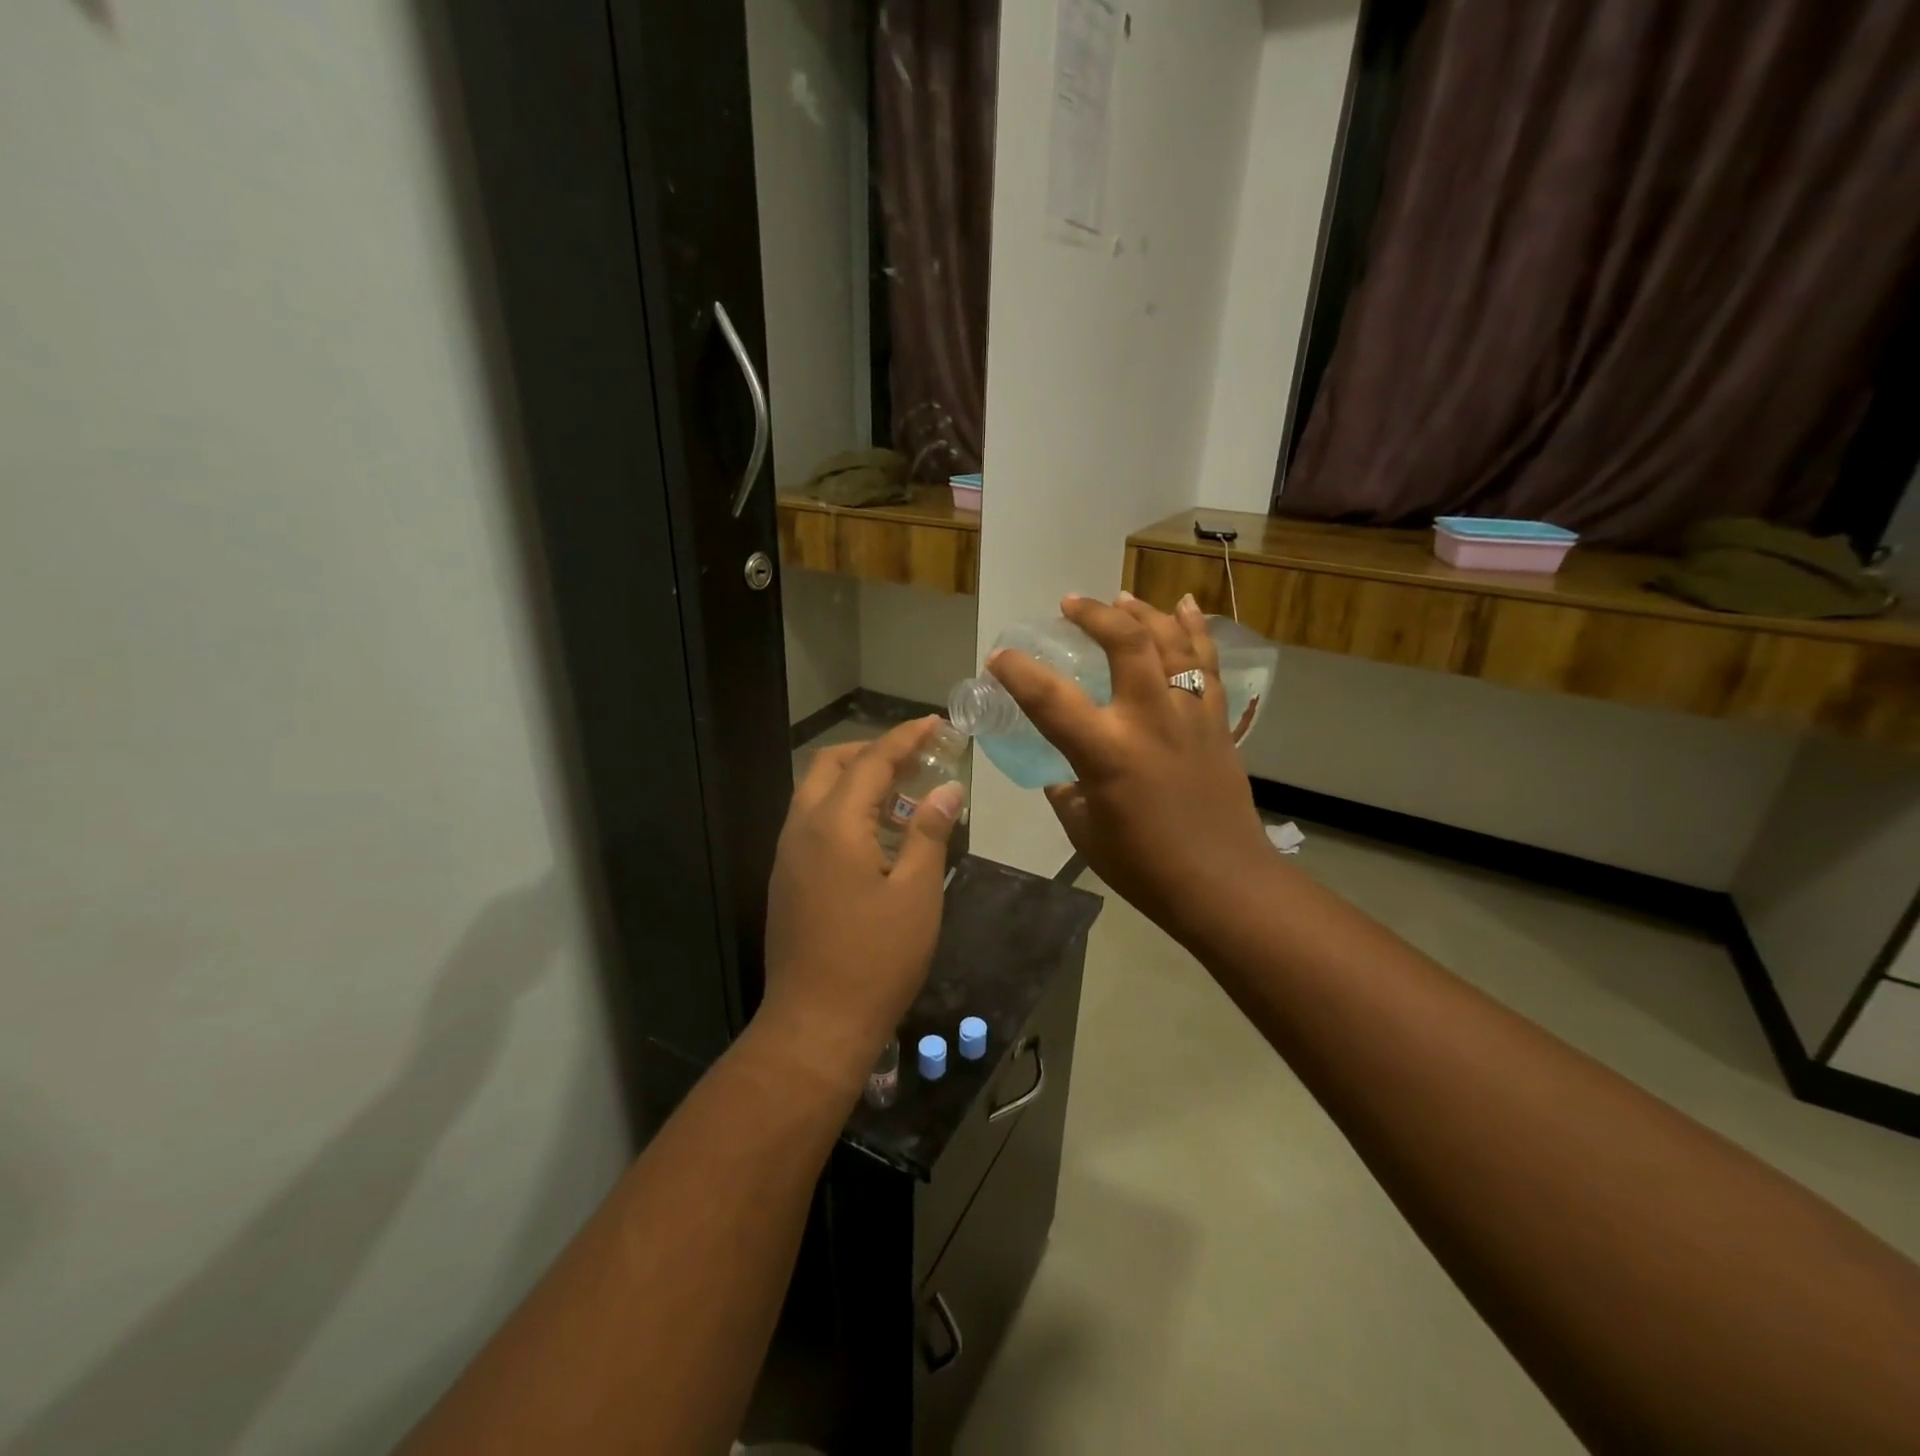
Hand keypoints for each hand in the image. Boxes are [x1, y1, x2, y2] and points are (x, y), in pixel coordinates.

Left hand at [758, 717, 963, 1084]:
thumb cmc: (875, 958)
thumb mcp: (916, 892)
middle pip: (831, 766)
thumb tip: (948, 789)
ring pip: (817, 794)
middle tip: (916, 757)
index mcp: (833, 825)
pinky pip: (813, 823)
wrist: (815, 1024)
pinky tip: (876, 835)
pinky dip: (843, 810)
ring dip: (856, 780)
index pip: (871, 761)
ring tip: (902, 793)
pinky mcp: (786, 880)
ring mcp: (787, 856)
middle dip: (873, 751)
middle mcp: (801, 829)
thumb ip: (929, 832)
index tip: (935, 723)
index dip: (905, 738)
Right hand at [988, 593, 1273, 944]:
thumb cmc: (1145, 866)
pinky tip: (1181, 605)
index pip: (1050, 700)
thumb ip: (1067, 791)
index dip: (1018, 671)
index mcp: (1106, 753)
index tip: (999, 656)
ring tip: (1119, 597)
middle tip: (1070, 605)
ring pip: (1170, 641)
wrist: (1223, 883)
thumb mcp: (1084, 831)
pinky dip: (1194, 629)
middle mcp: (1149, 720)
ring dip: (1142, 612)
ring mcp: (1189, 715)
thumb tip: (1063, 772)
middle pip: (1126, 643)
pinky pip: (1207, 662)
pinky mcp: (1216, 721)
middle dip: (1094, 614)